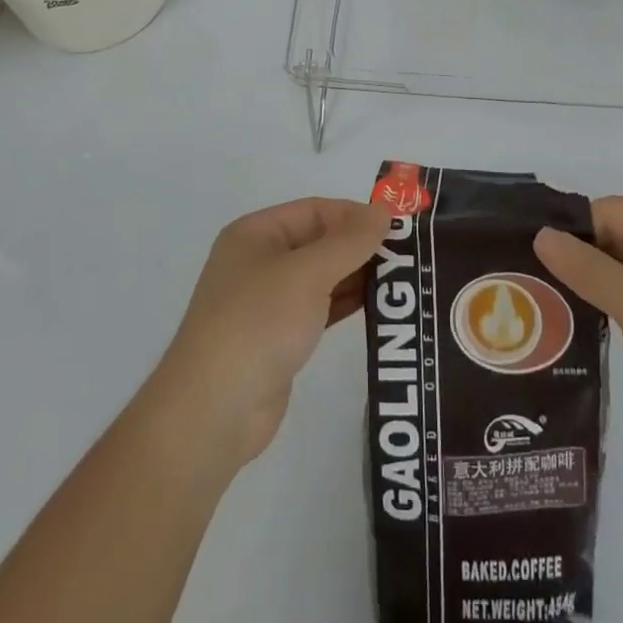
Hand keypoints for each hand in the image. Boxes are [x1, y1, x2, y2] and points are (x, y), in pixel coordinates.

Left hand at [145, 198, 388, 471]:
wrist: (214, 412)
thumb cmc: (258, 323)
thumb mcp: (307, 273)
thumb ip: (349, 241)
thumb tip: (384, 210)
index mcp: (256, 234)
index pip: (314, 210)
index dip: (354, 215)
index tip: (397, 227)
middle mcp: (260, 261)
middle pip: (319, 242)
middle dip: (360, 246)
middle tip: (408, 255)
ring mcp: (268, 302)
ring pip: (322, 277)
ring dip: (358, 276)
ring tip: (403, 280)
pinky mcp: (279, 339)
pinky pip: (320, 309)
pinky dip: (346, 304)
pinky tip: (379, 307)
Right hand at [534, 198, 622, 466]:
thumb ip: (586, 268)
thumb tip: (541, 235)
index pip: (609, 212)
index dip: (571, 234)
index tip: (531, 259)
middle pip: (619, 238)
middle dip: (581, 262)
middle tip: (533, 285)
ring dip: (598, 287)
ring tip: (550, 306)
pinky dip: (620, 307)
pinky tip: (590, 325)